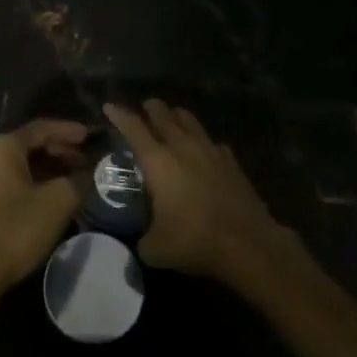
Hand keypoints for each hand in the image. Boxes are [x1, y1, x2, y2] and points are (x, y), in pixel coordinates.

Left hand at [0, 119, 88, 297]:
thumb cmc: (17, 229)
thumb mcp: (58, 202)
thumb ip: (78, 180)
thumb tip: (88, 173)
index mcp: (4, 148)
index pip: (41, 128)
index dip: (68, 131)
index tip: (90, 136)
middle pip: (30, 146)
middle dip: (60, 152)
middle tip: (85, 162)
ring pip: (21, 167)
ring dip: (48, 170)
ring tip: (73, 181)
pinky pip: (11, 183)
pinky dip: (34, 184)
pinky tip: (51, 199)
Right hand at [104, 99, 286, 285]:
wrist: (247, 243)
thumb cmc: (195, 241)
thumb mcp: (155, 249)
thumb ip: (140, 240)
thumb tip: (138, 241)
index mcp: (158, 161)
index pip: (133, 127)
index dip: (119, 114)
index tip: (109, 106)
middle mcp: (182, 146)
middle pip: (163, 114)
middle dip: (150, 108)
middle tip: (143, 110)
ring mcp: (210, 150)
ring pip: (189, 120)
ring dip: (176, 117)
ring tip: (171, 121)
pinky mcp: (231, 161)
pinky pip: (212, 142)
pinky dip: (203, 142)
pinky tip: (203, 152)